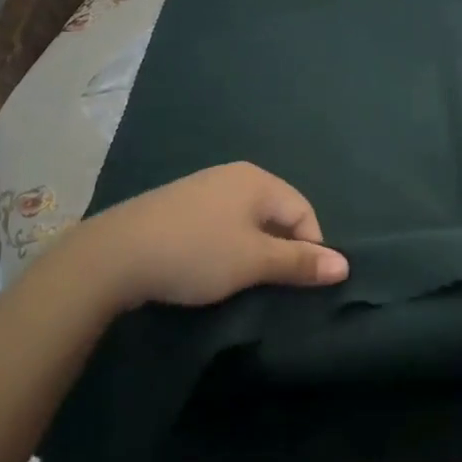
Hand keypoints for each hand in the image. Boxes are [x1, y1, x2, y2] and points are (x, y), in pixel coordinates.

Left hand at [70, 163, 348, 310]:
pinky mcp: (181, 204)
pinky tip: (210, 267)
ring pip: (248, 219)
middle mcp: (235, 175)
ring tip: (241, 281)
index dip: (310, 249)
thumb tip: (344, 265)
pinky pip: (221, 222)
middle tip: (269, 286)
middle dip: (281, 249)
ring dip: (253, 249)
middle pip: (276, 212)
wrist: (117, 253)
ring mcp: (205, 187)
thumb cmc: (197, 252)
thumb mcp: (253, 261)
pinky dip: (227, 245)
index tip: (297, 286)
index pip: (304, 211)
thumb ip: (298, 262)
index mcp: (258, 180)